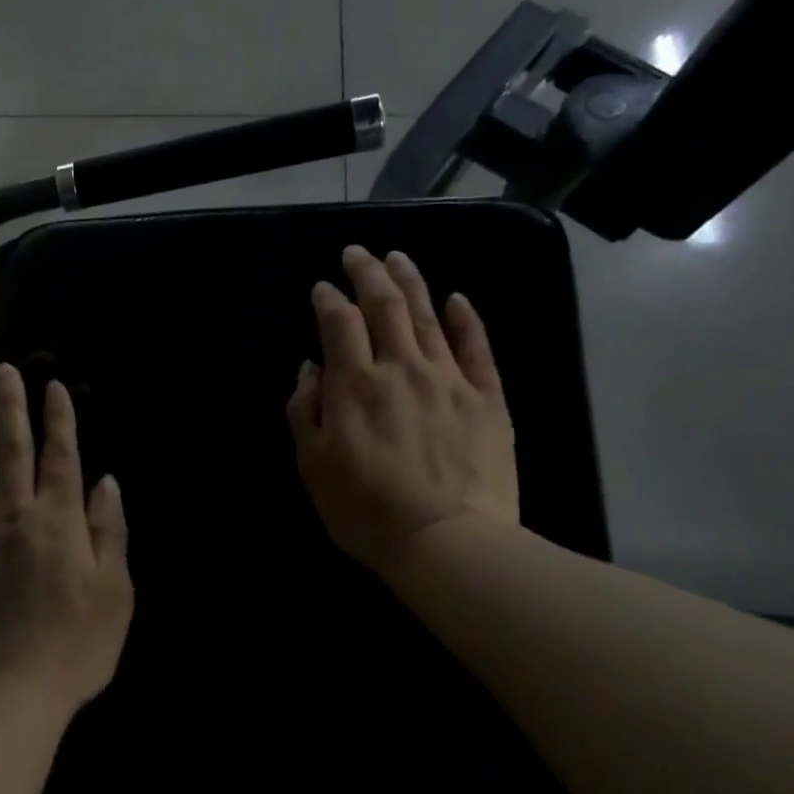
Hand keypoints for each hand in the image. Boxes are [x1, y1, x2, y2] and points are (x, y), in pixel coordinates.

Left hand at [0, 363, 132, 720]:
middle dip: (11, 407)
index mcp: (59, 521)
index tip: (54, 386)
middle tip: (3, 372)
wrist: (11, 687)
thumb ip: (109, 532)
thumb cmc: (75, 644)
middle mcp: (15, 515)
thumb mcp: (114, 592)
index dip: (59, 418)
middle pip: (12, 450)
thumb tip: (106, 482)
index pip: (61, 456)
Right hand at [287, 246, 517, 571]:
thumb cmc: (364, 507)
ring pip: (429, 315)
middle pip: (385, 305)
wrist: (444, 541)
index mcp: (354, 383)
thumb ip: (305, 408)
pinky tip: (458, 298)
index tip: (321, 287)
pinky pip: (477, 348)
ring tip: (398, 257)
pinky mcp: (488, 399)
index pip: (338, 322)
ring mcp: (449, 379)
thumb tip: (311, 367)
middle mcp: (401, 367)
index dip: (327, 298)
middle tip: (357, 252)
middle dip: (367, 272)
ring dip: (410, 281)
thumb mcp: (312, 462)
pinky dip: (467, 319)